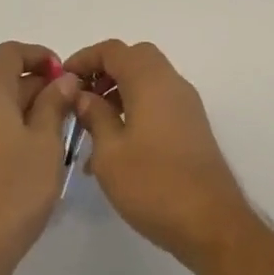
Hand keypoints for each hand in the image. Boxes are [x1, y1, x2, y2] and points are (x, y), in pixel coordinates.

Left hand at [0, 42, 79, 274]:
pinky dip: (10, 128)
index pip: (11, 52)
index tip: (66, 77)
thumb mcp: (47, 143)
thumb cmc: (14, 190)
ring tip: (60, 137)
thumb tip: (63, 80)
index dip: (41, 57)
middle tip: (73, 110)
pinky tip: (35, 156)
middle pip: (3, 79)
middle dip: (39, 88)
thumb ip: (55, 103)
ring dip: (26, 110)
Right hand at [66, 40, 253, 268]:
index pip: (113, 50)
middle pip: (135, 59)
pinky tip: (115, 147)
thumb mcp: (110, 152)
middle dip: (104, 72)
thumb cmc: (153, 184)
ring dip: (118, 93)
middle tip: (80, 97)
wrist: (211, 224)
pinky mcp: (192, 128)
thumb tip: (83, 95)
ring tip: (91, 127)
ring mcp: (186, 106)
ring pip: (147, 82)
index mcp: (150, 81)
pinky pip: (158, 103)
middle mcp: (172, 84)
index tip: (62, 79)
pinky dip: (134, 110)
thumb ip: (94, 116)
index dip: (85, 58)